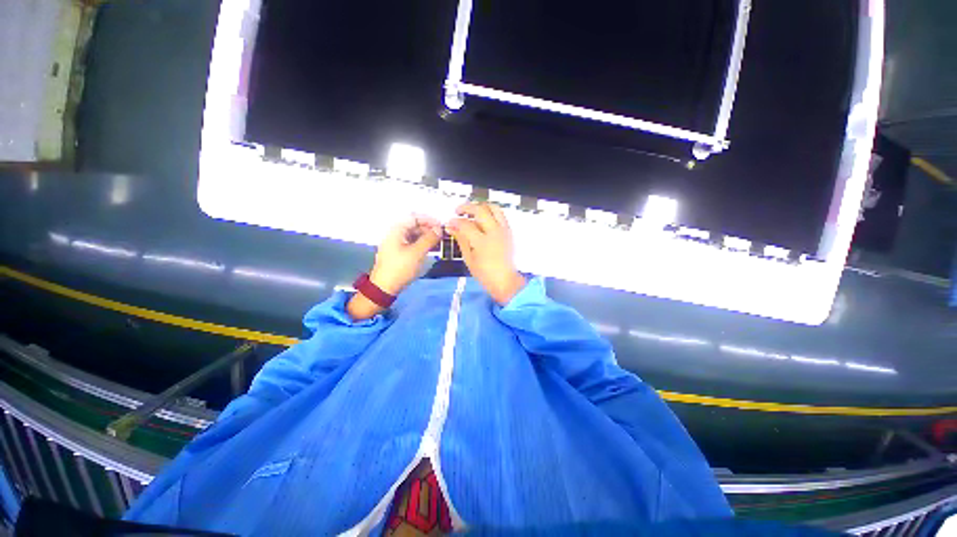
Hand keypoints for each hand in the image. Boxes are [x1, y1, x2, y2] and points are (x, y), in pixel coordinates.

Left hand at [370, 215, 442, 294]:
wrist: (384, 287)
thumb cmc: (400, 268)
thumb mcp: (417, 252)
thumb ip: (429, 239)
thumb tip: (439, 228)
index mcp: (397, 230)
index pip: (415, 218)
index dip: (429, 220)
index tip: (441, 226)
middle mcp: (396, 234)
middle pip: (414, 226)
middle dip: (429, 229)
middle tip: (442, 236)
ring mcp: (396, 244)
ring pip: (414, 235)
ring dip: (427, 237)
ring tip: (439, 242)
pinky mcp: (399, 253)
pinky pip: (412, 243)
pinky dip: (422, 244)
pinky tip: (431, 248)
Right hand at [447, 202, 526, 305]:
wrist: (505, 280)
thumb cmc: (485, 274)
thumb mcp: (469, 259)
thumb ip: (461, 240)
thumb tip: (452, 227)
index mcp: (482, 242)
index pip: (466, 224)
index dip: (455, 221)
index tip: (450, 223)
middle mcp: (494, 232)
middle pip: (480, 210)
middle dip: (466, 207)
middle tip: (458, 211)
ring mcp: (503, 230)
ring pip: (493, 208)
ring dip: (480, 206)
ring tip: (472, 211)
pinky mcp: (509, 231)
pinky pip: (500, 214)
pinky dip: (490, 212)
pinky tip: (483, 218)